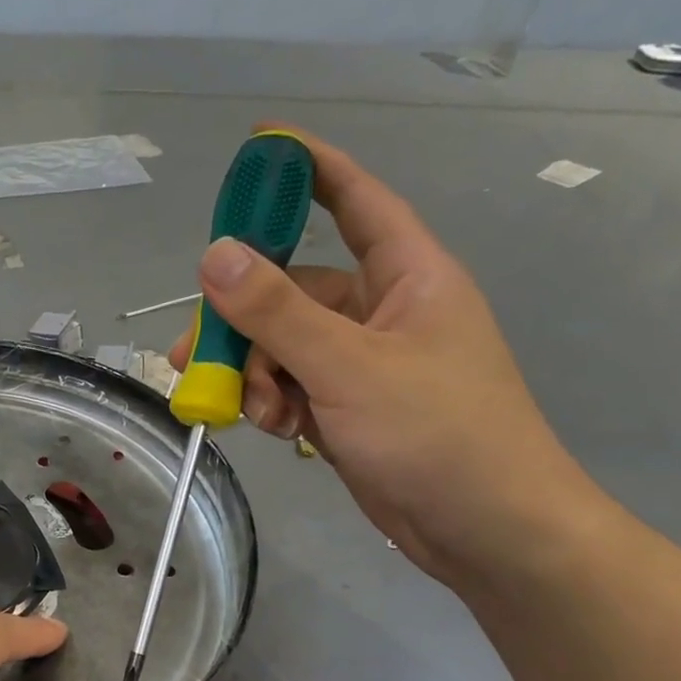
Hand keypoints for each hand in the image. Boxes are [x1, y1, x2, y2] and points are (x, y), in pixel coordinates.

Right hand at [171, 126, 605, 587]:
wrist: (485, 531)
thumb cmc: (436, 433)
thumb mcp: (348, 367)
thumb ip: (278, 312)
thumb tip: (213, 254)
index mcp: (408, 276)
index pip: (357, 201)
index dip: (311, 170)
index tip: (260, 149)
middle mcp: (385, 312)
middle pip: (297, 291)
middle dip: (246, 322)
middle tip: (195, 350)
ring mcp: (366, 365)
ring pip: (287, 347)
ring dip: (256, 374)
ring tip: (248, 411)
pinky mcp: (350, 410)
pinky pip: (295, 388)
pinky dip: (275, 404)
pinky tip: (276, 431)